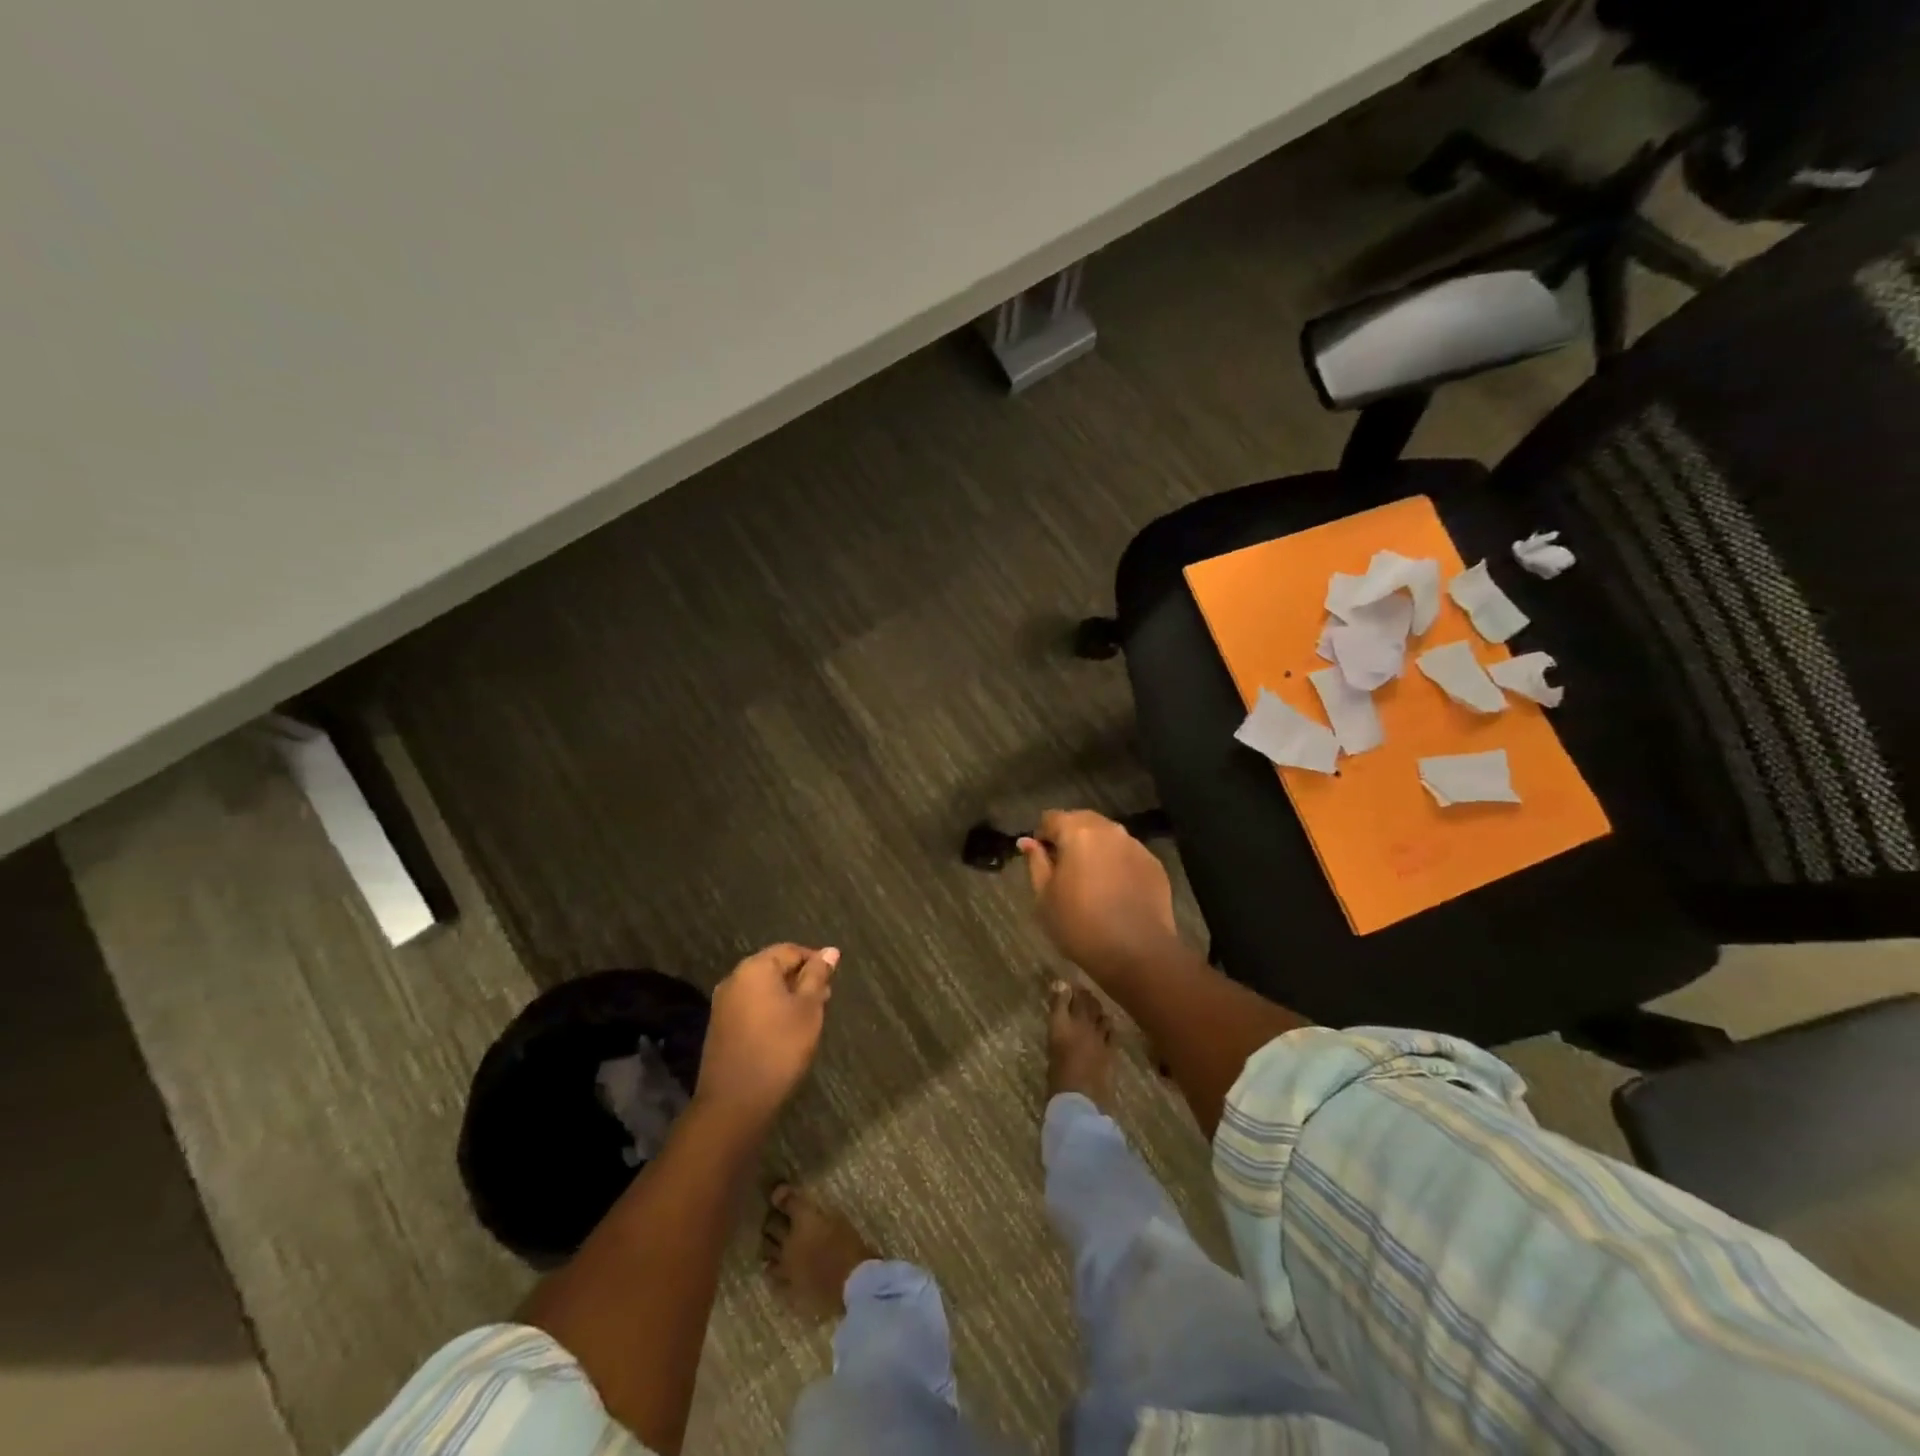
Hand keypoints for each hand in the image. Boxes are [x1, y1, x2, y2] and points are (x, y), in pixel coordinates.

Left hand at [694, 943, 839, 1123]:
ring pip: (762, 988)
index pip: (791, 950)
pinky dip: (770, 1010)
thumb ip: (817, 976)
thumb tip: (830, 951)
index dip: (815, 961)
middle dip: (801, 979)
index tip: (833, 980)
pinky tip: (785, 1031)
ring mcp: (723, 1004)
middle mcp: (734, 979)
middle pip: (774, 967)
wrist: (734, 1102)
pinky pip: (751, 1006)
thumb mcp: (808, 1009)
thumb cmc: (779, 1048)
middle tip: (824, 1000)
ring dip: (786, 996)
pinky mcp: (720, 1027)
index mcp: (755, 968)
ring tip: (809, 1016)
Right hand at [1018, 810, 1180, 980]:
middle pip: (1082, 821)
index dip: (1042, 836)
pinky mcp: (1154, 865)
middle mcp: (1109, 830)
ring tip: (1091, 882)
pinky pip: (1127, 855)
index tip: (1041, 860)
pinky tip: (1115, 892)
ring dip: (1095, 850)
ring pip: (1107, 838)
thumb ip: (1036, 862)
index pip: (1051, 818)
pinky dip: (1117, 865)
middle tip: (1064, 871)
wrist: (1137, 953)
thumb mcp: (1045, 896)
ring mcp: (1136, 846)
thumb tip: (1027, 842)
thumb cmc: (1080, 924)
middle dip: (1070, 838)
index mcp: (1078, 831)